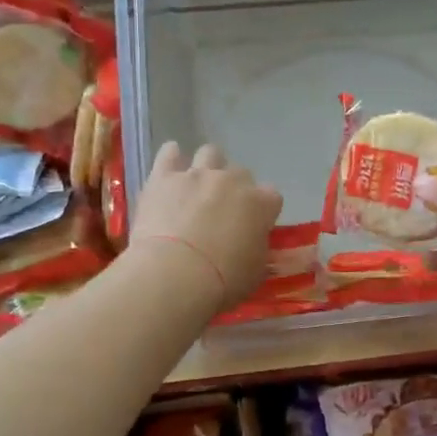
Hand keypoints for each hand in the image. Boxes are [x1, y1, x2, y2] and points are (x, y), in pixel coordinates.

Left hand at [130, 143, 282, 314]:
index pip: (272, 196)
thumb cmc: (222, 281)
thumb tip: (253, 243)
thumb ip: (257, 249)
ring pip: (210, 153)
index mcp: (261, 204)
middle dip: (235, 189)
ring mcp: (197, 175)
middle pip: (241, 173)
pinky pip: (169, 154)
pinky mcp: (164, 177)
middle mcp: (232, 181)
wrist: (175, 274)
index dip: (263, 210)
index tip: (255, 226)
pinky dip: (172, 157)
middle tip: (223, 211)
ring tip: (198, 186)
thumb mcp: (255, 272)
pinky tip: (170, 167)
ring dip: (209, 166)